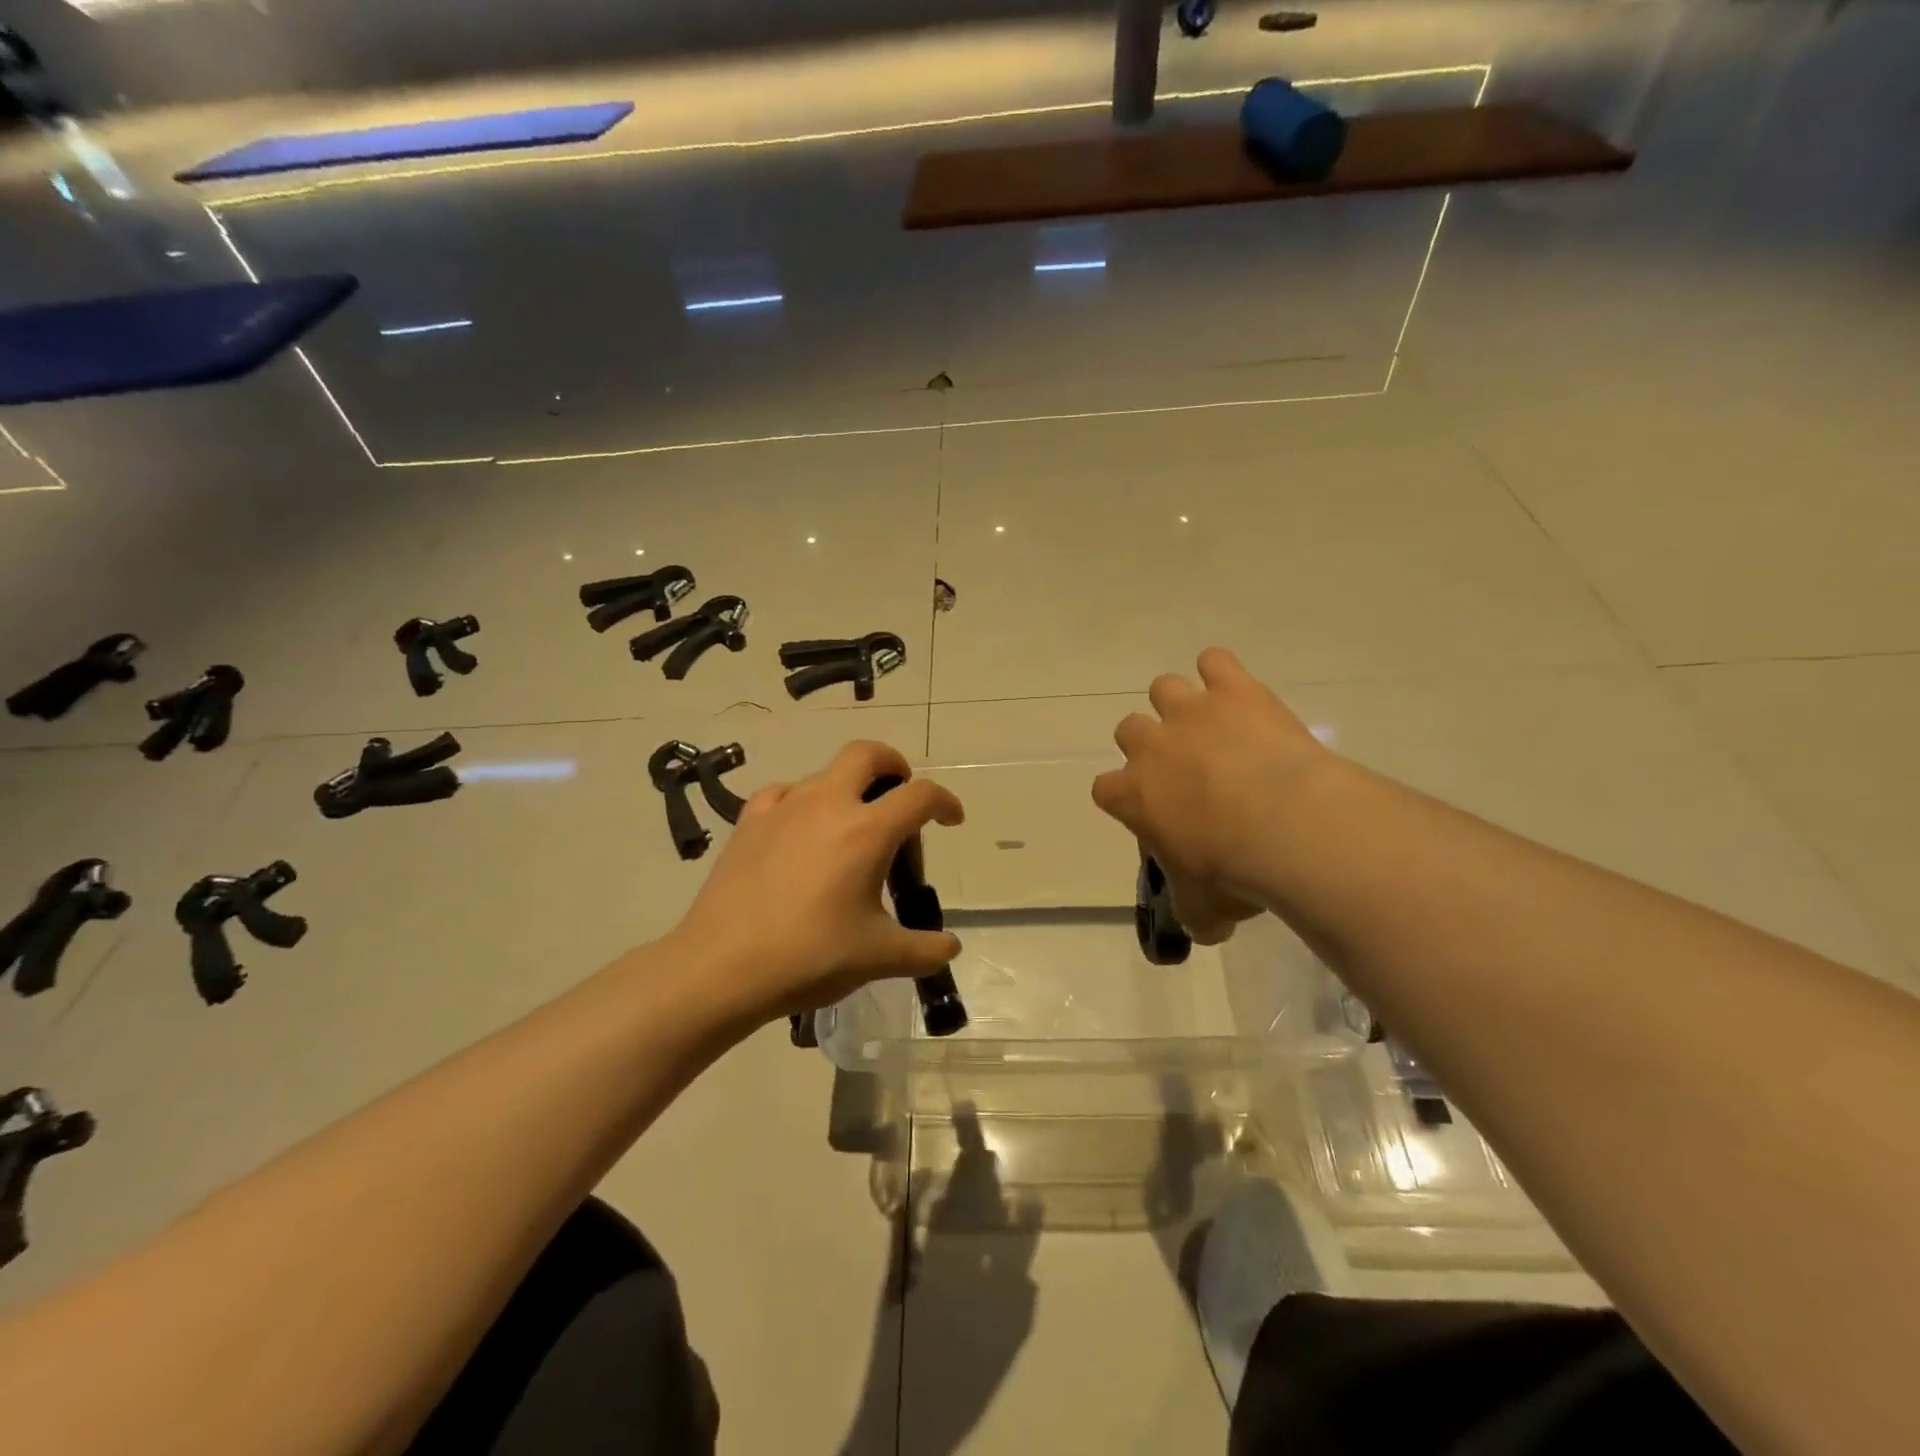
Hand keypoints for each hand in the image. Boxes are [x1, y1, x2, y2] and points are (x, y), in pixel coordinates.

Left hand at [671, 740, 963, 1025]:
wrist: (720, 967)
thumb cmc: (809, 956)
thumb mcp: (877, 957)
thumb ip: (923, 949)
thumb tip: (951, 948)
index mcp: (867, 831)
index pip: (920, 796)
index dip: (944, 802)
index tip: (951, 820)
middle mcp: (827, 804)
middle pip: (867, 754)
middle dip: (893, 764)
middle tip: (899, 794)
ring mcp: (783, 808)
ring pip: (825, 774)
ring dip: (848, 788)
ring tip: (849, 830)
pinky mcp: (749, 821)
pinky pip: (784, 794)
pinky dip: (802, 803)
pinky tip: (799, 832)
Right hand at [1093, 648, 1332, 942]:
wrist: (1285, 827)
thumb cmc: (1231, 871)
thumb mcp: (1204, 909)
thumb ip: (1194, 914)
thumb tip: (1204, 928)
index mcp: (1132, 794)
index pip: (1104, 787)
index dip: (1124, 797)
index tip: (1149, 810)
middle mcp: (1151, 746)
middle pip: (1128, 728)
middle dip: (1150, 745)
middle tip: (1184, 767)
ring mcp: (1191, 712)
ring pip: (1164, 688)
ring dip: (1181, 704)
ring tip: (1210, 725)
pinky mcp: (1234, 691)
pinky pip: (1215, 662)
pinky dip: (1223, 673)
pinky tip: (1239, 693)